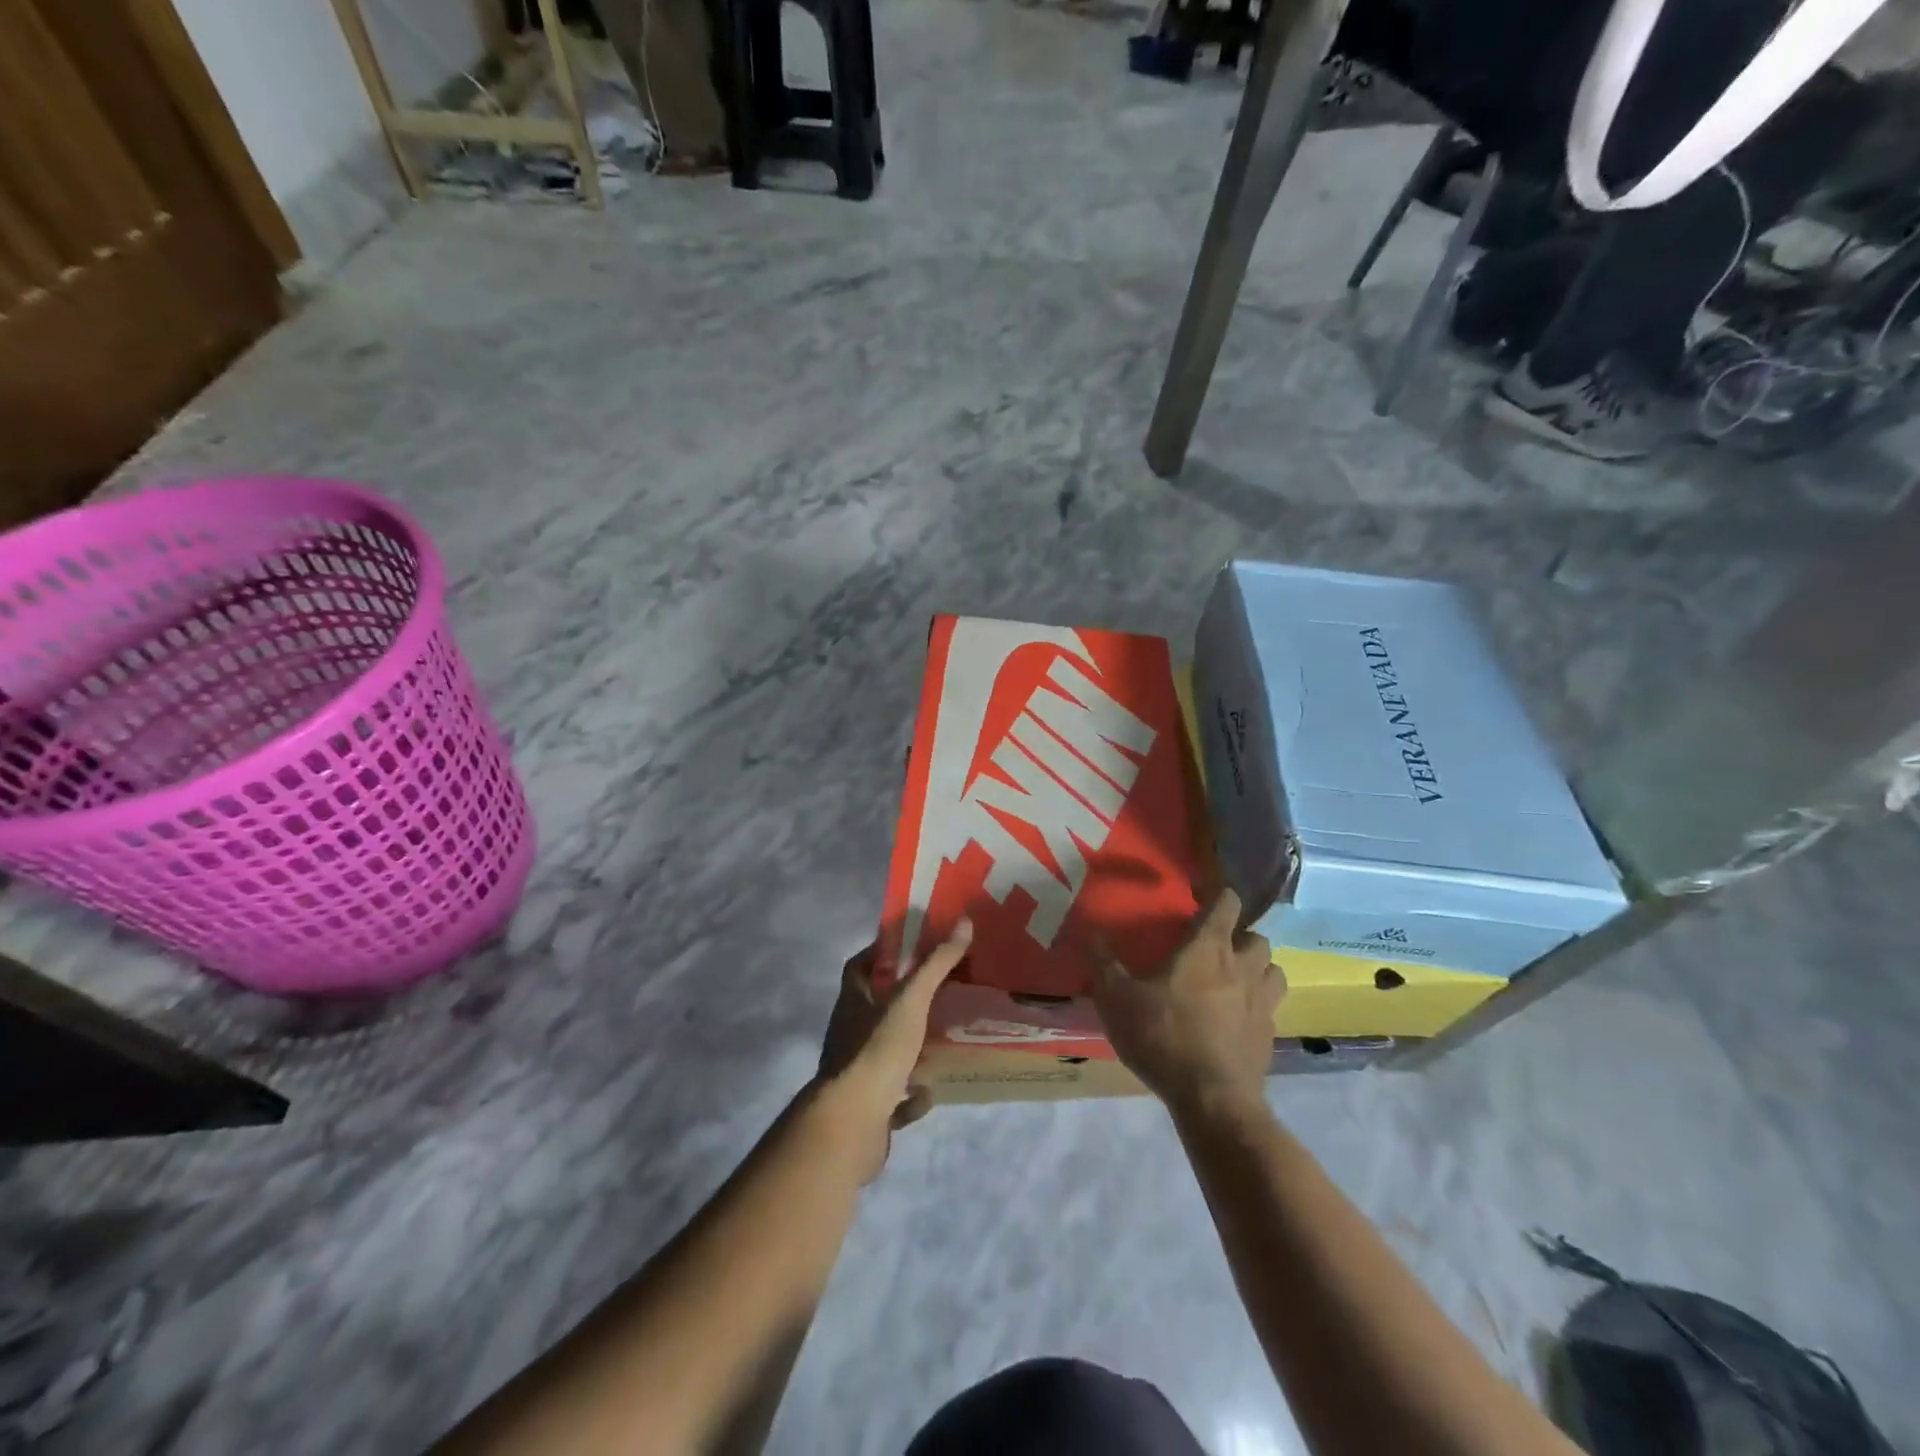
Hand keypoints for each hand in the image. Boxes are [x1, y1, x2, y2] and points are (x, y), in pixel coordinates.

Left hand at [813, 920, 971, 1181]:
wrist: (852, 1123)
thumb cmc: (877, 1049)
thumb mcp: (911, 999)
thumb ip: (936, 963)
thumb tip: (964, 921)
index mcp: (852, 1001)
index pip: (859, 966)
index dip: (882, 954)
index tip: (913, 947)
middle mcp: (849, 1032)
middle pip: (876, 1009)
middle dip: (907, 1003)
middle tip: (943, 993)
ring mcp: (856, 1071)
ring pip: (886, 1053)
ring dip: (912, 1050)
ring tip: (945, 1042)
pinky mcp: (867, 1107)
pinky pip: (893, 1096)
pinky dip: (911, 1096)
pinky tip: (929, 1093)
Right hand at [1092, 889, 1281, 1116]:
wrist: (1211, 1099)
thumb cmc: (1163, 1035)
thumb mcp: (1117, 998)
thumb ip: (1104, 963)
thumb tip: (1091, 932)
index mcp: (1208, 948)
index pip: (1227, 904)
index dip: (1218, 896)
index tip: (1203, 898)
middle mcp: (1242, 968)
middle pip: (1256, 937)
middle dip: (1241, 937)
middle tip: (1216, 948)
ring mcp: (1262, 1003)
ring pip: (1273, 971)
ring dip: (1258, 969)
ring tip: (1235, 980)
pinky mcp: (1269, 1037)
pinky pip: (1270, 1009)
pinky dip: (1257, 1008)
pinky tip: (1236, 1022)